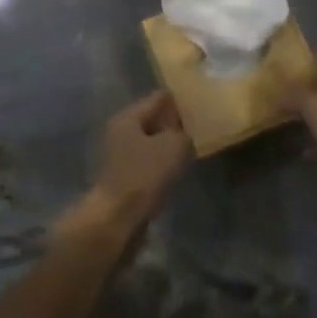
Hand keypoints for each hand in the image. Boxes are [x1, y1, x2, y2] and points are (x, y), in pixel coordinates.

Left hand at [72, 92, 192, 234]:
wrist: (117, 219)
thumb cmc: (144, 175)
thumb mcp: (174, 147)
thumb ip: (183, 132)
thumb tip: (184, 132)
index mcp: (127, 117)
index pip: (157, 98)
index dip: (178, 99)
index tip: (198, 101)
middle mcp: (119, 131)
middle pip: (151, 120)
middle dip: (173, 123)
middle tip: (198, 126)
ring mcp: (118, 155)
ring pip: (149, 142)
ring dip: (167, 145)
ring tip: (190, 147)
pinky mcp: (122, 177)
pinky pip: (146, 162)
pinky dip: (160, 163)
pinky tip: (176, 169)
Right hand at [281, 51, 316, 183]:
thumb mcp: (314, 106)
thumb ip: (295, 93)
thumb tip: (278, 89)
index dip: (306, 53)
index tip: (284, 56)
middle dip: (303, 84)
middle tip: (280, 86)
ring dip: (309, 112)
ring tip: (286, 115)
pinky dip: (316, 140)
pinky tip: (303, 149)